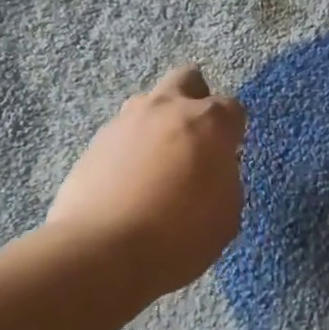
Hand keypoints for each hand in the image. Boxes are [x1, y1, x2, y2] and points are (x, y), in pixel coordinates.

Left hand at [48, 65, 246, 298]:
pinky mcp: (95, 141)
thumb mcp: (227, 216)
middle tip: (196, 139)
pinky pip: (122, 133)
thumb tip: (214, 168)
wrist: (102, 251)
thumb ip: (226, 180)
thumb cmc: (179, 236)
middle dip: (196, 99)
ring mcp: (126, 120)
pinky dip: (130, 148)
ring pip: (149, 102)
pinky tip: (129, 182)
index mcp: (209, 122)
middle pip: (188, 79)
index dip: (233, 131)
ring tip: (158, 163)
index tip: (228, 156)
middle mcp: (168, 108)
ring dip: (159, 122)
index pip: (233, 108)